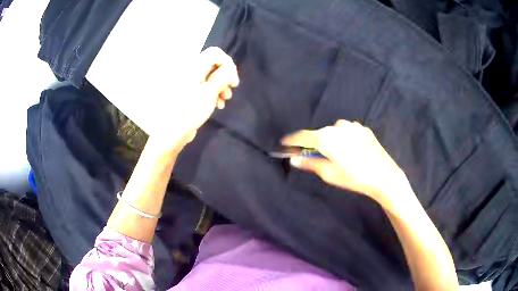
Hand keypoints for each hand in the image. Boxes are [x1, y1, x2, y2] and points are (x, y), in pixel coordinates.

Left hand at [152, 47, 239, 149]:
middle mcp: (190, 70)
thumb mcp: (210, 92)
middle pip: (214, 65)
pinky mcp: (189, 92)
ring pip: (210, 76)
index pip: (215, 53)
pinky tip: (217, 104)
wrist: (171, 131)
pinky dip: (213, 92)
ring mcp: (189, 81)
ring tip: (224, 100)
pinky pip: (204, 85)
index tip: (233, 81)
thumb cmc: (190, 110)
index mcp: (193, 66)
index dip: (228, 64)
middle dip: (225, 77)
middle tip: (230, 92)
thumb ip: (223, 76)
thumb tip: (230, 68)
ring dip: (221, 86)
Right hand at [282, 120, 411, 209]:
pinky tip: (352, 151)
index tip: (284, 143)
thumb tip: (293, 158)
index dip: (291, 140)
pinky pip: (347, 131)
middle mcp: (337, 126)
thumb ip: (309, 163)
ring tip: (338, 155)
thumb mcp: (329, 174)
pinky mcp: (363, 128)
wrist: (384, 175)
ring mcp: (352, 126)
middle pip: (319, 133)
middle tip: (313, 155)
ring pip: (334, 131)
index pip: (302, 136)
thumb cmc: (354, 178)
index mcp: (326, 138)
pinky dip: (344, 138)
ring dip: (331, 140)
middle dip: (313, 143)